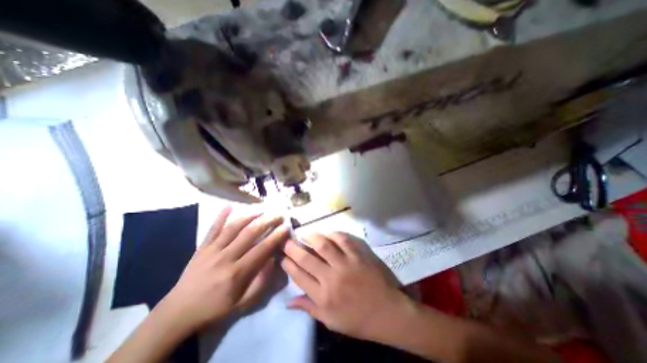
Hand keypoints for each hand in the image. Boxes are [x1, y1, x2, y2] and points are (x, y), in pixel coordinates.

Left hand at [157, 205, 288, 332]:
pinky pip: (213, 229)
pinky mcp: (202, 247)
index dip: (276, 236)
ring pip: (234, 227)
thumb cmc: (215, 308)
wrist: (179, 312)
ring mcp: (212, 250)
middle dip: (267, 221)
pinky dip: (221, 216)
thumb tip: (272, 260)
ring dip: (250, 216)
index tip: (286, 227)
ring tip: (262, 210)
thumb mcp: (242, 303)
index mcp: (237, 273)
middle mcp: (226, 257)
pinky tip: (229, 205)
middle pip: (250, 233)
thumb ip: (260, 282)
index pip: (262, 249)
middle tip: (278, 214)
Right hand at [281, 231, 404, 341]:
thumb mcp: (331, 321)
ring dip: (311, 236)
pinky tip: (327, 233)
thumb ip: (309, 308)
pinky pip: (343, 239)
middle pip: (307, 258)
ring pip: (324, 245)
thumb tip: (288, 302)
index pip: (299, 276)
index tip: (282, 256)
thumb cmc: (358, 320)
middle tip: (287, 240)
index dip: (288, 264)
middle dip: (293, 248)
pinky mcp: (359, 255)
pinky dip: (333, 234)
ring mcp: (346, 264)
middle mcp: (332, 278)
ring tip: (304, 233)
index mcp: (323, 297)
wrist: (387, 312)